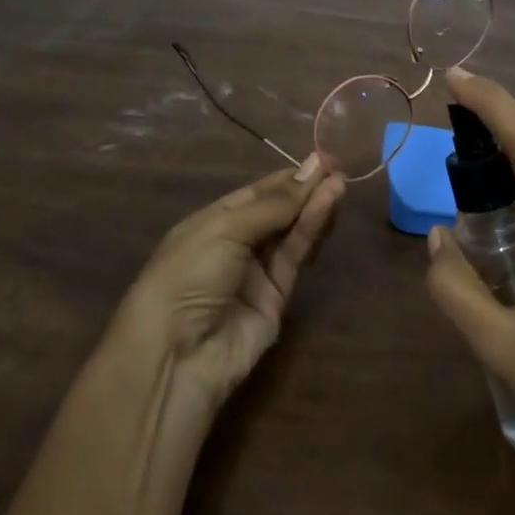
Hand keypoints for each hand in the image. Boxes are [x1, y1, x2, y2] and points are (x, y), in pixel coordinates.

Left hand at [112, 156, 345, 417]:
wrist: (175, 356)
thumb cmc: (188, 275)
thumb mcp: (226, 229)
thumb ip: (274, 204)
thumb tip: (313, 168)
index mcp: (213, 222)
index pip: (257, 192)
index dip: (289, 177)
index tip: (322, 158)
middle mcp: (236, 243)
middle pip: (278, 210)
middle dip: (305, 189)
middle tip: (337, 166)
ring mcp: (256, 271)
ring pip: (292, 231)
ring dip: (314, 206)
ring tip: (339, 182)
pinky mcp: (277, 296)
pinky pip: (296, 255)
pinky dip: (312, 229)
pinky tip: (327, 205)